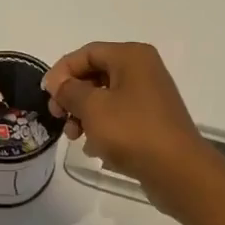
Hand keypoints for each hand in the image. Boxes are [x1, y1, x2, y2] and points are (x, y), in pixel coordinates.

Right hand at [43, 42, 224, 215]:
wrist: (178, 171)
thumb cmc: (132, 131)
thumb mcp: (93, 107)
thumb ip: (69, 90)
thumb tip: (57, 82)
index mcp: (131, 57)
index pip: (86, 53)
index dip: (62, 71)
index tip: (46, 95)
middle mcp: (143, 70)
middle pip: (95, 74)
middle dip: (72, 95)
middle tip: (58, 117)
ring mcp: (149, 96)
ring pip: (105, 97)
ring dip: (84, 114)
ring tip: (74, 137)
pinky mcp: (152, 121)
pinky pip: (119, 116)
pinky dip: (102, 127)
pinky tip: (93, 147)